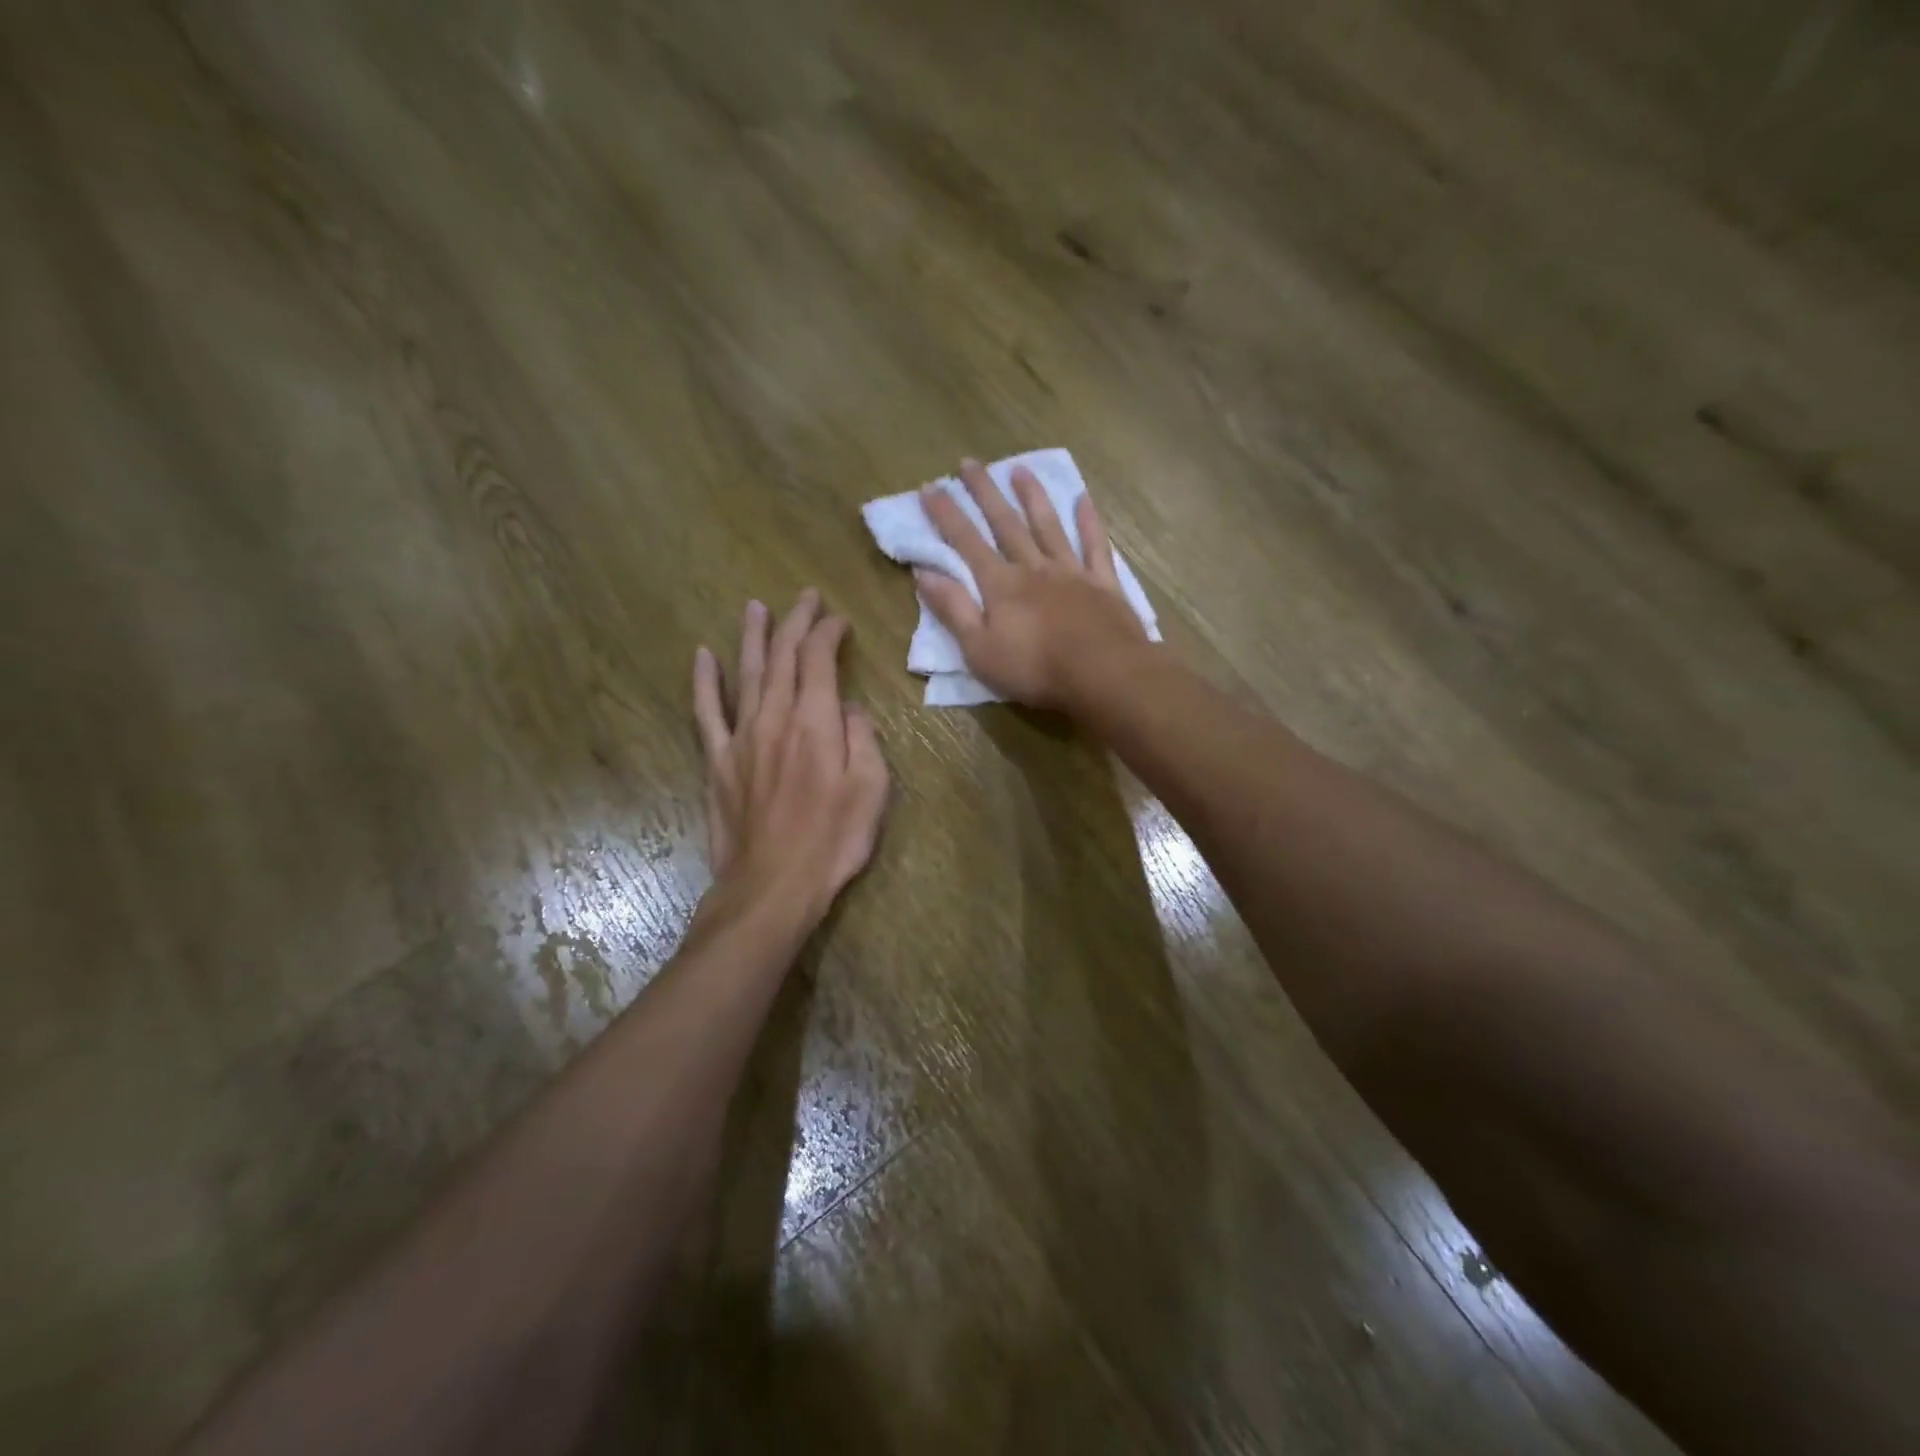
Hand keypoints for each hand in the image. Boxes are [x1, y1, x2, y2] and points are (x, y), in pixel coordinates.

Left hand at [692, 591, 889, 922]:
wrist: (772, 885)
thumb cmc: (833, 840)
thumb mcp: (872, 790)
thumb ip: (863, 738)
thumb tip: (849, 708)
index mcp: (816, 722)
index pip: (819, 660)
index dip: (828, 633)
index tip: (839, 620)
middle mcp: (775, 717)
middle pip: (782, 657)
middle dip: (795, 622)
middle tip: (805, 598)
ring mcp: (741, 737)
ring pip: (745, 674)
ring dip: (753, 637)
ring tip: (755, 607)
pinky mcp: (717, 761)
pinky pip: (707, 712)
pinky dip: (704, 682)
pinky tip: (702, 656)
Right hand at [915, 459, 1149, 709]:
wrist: (1103, 674)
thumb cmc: (1035, 669)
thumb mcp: (980, 650)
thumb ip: (953, 610)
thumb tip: (924, 574)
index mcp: (1001, 586)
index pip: (966, 543)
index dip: (946, 515)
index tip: (930, 487)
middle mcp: (1034, 568)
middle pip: (1005, 524)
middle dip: (984, 493)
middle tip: (969, 463)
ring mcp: (1071, 572)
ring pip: (1048, 526)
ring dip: (1032, 497)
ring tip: (1020, 469)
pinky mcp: (1103, 583)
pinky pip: (1094, 545)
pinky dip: (1088, 521)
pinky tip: (1083, 499)